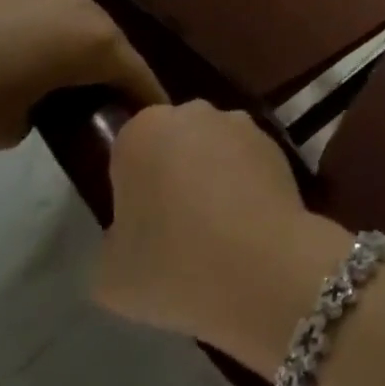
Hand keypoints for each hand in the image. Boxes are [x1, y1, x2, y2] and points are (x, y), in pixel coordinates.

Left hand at [0, 0, 164, 158]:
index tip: (153, 118)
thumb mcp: (18, 129)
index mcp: (96, 45)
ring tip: (69, 61)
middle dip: (114, 67)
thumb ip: (48, 109)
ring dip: (82, 34)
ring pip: (82, 11)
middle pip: (112, 40)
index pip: (136, 74)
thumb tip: (43, 100)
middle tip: (105, 97)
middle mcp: (83, 10)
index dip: (146, 97)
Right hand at [92, 102, 345, 366]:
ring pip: (212, 149)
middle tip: (173, 228)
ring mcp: (240, 123)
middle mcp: (194, 113)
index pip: (126, 153)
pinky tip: (244, 226)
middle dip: (171, 174)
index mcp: (143, 131)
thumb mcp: (108, 273)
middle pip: (173, 143)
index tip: (137, 226)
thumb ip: (114, 239)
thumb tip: (133, 231)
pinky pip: (245, 162)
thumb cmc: (172, 264)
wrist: (261, 264)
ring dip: (210, 176)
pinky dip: (243, 184)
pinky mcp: (276, 141)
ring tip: (214, 231)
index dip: (129, 190)